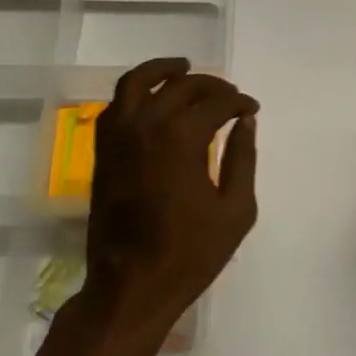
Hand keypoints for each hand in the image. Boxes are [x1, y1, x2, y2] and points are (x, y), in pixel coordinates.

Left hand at [83, 58, 258, 339]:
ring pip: (137, 83)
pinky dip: (134, 92)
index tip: (252, 109)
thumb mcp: (235, 210)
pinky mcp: (103, 152)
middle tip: (229, 95)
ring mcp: (118, 136)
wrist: (131, 287)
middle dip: (211, 85)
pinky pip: (115, 105)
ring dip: (163, 70)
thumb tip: (245, 123)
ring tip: (183, 68)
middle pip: (181, 86)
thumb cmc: (190, 253)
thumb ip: (242, 159)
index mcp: (181, 138)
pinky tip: (152, 98)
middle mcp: (146, 125)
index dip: (238, 102)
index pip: (217, 103)